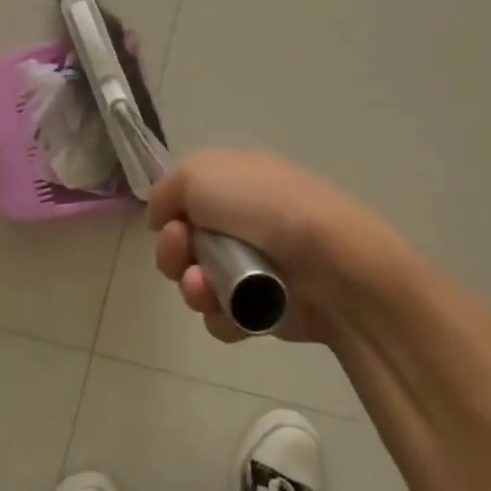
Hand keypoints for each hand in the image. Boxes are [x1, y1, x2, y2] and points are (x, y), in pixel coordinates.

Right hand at [145, 149, 415, 347]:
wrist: (329, 262)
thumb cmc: (264, 206)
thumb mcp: (200, 173)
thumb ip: (166, 190)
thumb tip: (161, 218)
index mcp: (237, 181)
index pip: (187, 198)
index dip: (170, 213)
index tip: (167, 223)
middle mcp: (245, 221)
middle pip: (186, 245)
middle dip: (173, 253)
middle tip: (182, 254)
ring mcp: (257, 266)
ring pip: (199, 284)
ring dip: (194, 288)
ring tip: (207, 288)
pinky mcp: (265, 308)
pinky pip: (223, 317)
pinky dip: (222, 315)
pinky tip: (235, 311)